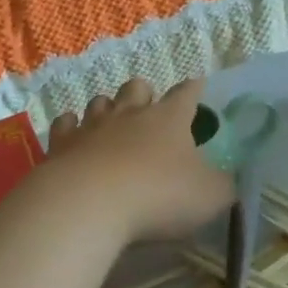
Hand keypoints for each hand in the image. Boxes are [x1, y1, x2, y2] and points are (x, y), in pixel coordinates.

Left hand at [44, 79, 235, 240]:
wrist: (89, 204)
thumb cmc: (158, 196)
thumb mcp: (209, 196)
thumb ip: (222, 185)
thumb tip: (227, 179)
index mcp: (169, 119)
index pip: (186, 94)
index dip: (193, 89)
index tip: (197, 84)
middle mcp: (130, 113)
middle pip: (137, 87)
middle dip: (144, 93)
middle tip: (148, 107)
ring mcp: (92, 126)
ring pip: (99, 102)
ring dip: (107, 108)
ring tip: (111, 121)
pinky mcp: (61, 144)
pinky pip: (65, 124)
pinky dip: (70, 127)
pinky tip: (72, 135)